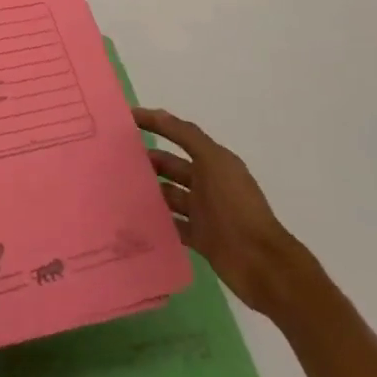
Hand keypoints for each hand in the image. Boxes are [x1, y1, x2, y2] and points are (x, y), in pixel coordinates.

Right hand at [136, 107, 308, 316]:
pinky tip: (134, 219)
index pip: (181, 135)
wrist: (261, 263)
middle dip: (148, 160)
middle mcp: (209, 183)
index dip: (157, 124)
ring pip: (170, 195)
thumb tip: (157, 113)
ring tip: (118, 189)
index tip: (128, 118)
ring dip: (150, 191)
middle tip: (115, 159)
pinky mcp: (201, 238)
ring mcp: (204, 212)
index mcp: (215, 162)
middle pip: (173, 166)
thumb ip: (187, 136)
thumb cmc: (235, 207)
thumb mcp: (213, 162)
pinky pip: (173, 225)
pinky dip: (157, 222)